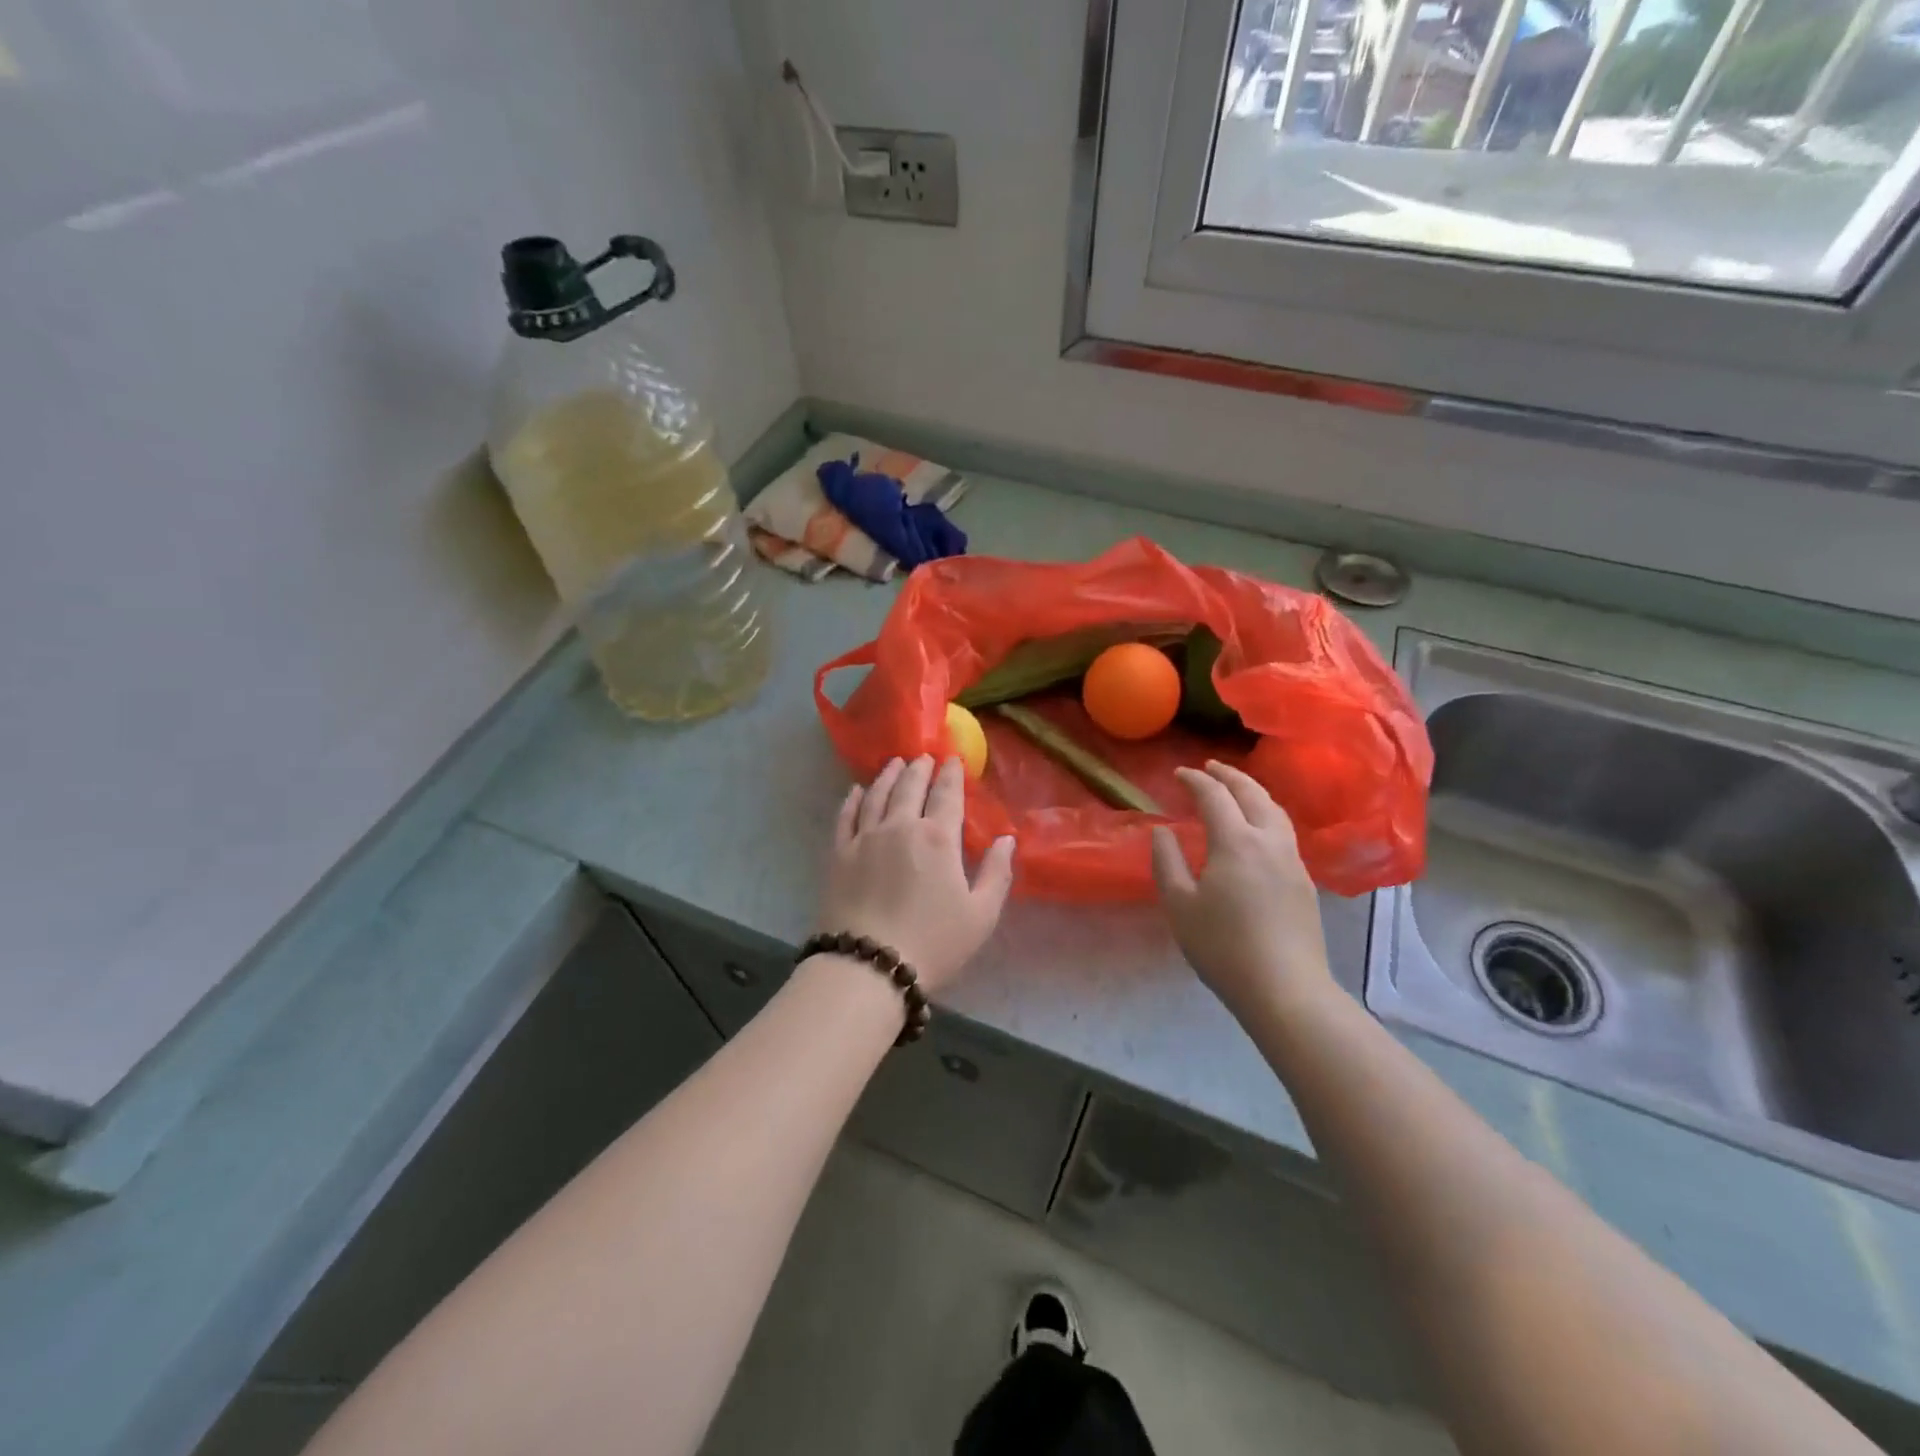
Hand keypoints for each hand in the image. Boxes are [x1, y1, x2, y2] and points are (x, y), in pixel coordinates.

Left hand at [818, 756, 1015, 992]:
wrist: (869, 965)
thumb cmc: (933, 943)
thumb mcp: (981, 915)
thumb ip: (997, 873)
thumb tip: (1006, 839)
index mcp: (938, 838)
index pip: (946, 795)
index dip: (951, 774)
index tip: (952, 758)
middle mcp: (900, 826)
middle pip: (910, 787)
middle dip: (920, 768)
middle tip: (924, 756)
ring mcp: (865, 837)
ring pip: (877, 795)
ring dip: (888, 775)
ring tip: (895, 763)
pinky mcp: (839, 854)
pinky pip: (846, 816)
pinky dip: (853, 799)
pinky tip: (857, 790)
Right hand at [1151, 761, 1332, 1019]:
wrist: (1286, 990)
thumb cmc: (1223, 947)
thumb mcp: (1179, 905)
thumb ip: (1167, 861)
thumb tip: (1163, 830)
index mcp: (1236, 842)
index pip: (1215, 796)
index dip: (1195, 780)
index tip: (1178, 773)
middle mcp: (1270, 841)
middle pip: (1253, 794)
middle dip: (1230, 776)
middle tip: (1210, 767)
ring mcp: (1293, 861)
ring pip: (1276, 811)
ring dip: (1253, 792)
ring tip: (1236, 789)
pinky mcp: (1305, 882)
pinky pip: (1284, 831)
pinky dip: (1266, 814)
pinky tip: (1257, 829)